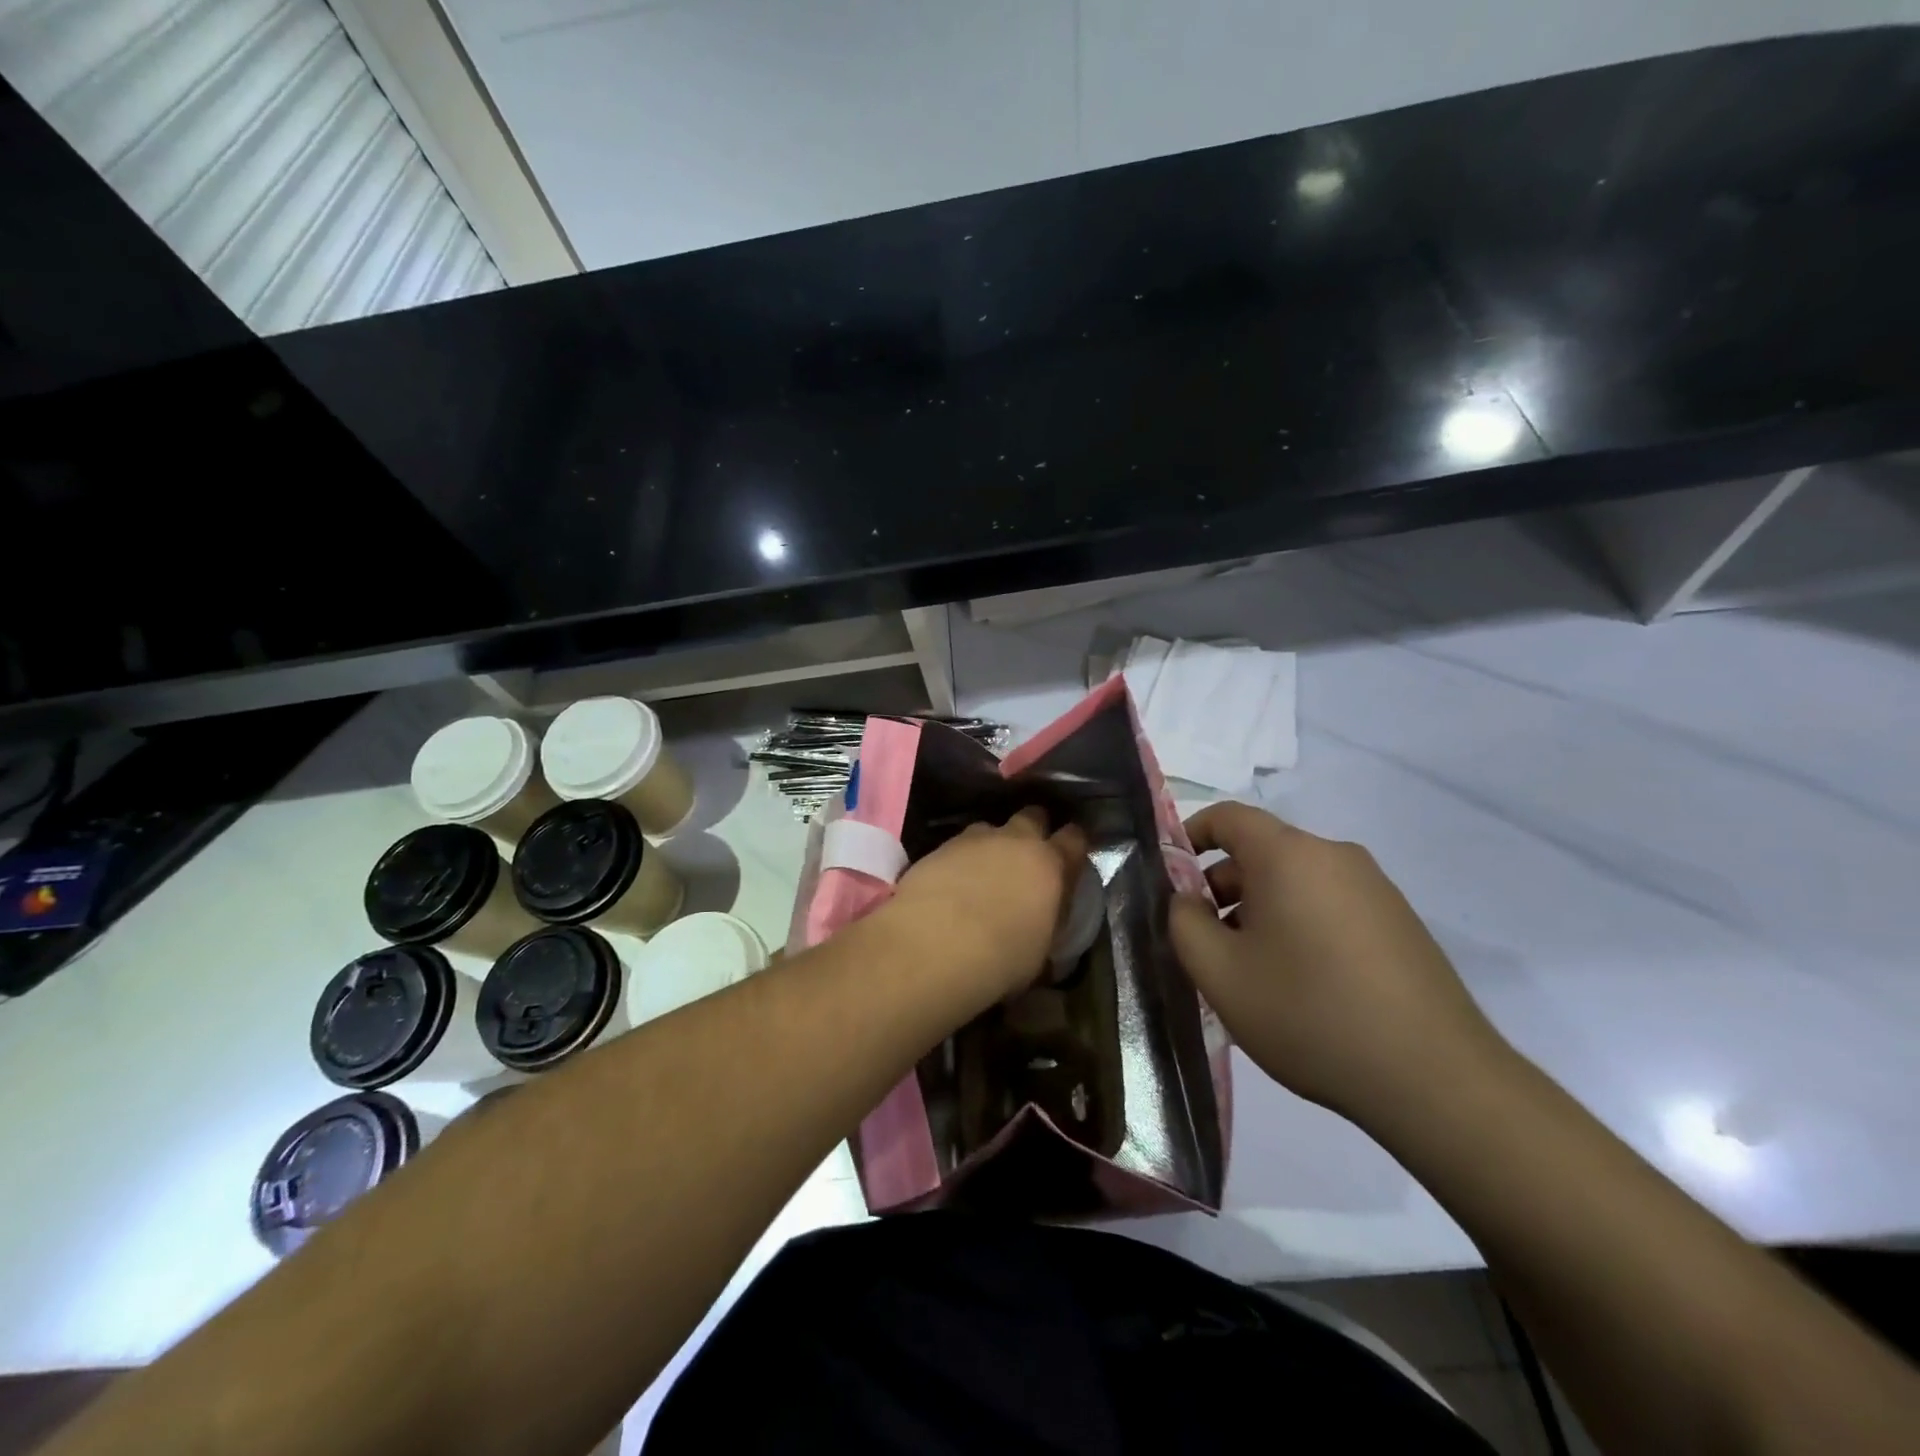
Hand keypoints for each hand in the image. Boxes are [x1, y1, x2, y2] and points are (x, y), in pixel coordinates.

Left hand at [882, 808, 1087, 1001]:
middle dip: (1034, 829)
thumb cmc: (1000, 958)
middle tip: (1028, 855)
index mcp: (1049, 864)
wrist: (933, 947)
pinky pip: (958, 845)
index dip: (1074, 844)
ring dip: (992, 844)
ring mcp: (974, 840)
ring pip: (991, 828)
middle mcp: (1014, 840)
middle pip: (1033, 816)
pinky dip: (960, 859)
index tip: (1071, 855)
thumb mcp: (1041, 952)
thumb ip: (1049, 923)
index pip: (1074, 838)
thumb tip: (1046, 922)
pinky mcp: (939, 847)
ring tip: (984, 870)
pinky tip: (952, 882)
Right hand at [1168, 802, 1506, 1125]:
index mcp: (1289, 855)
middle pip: (1261, 852)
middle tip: (1204, 943)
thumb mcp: (1220, 973)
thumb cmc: (1310, 1014)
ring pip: (1295, 882)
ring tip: (1249, 973)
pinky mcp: (1400, 923)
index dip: (1190, 836)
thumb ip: (1184, 923)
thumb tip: (1188, 900)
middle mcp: (1335, 856)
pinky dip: (1299, 926)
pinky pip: (1329, 905)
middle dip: (1222, 888)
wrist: (1435, 1079)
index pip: (1227, 817)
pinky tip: (1299, 986)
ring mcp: (1375, 889)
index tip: (1170, 878)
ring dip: (1259, 911)